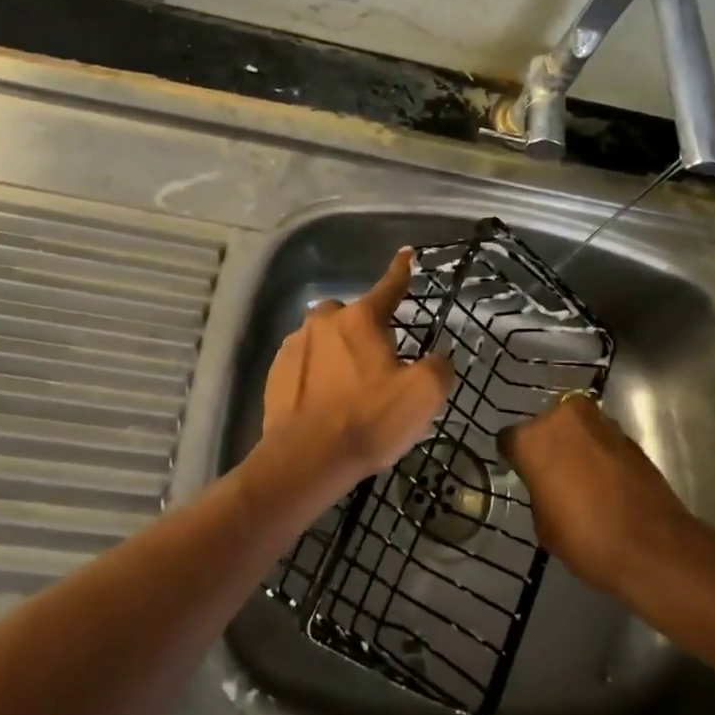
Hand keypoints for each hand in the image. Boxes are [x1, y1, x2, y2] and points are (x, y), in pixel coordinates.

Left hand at [256, 248, 453, 503]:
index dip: (402, 271)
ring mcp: (294, 345)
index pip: (389, 286)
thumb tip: (439, 357)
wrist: (305, 460)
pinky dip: (316, 374)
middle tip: (377, 365)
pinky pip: (304, 363)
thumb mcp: (422, 396)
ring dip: (337, 353)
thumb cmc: (369, 420)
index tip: (407, 253)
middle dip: (364, 330)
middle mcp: (324, 321)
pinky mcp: (275, 372)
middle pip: (351, 315)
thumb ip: (439, 367)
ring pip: (324, 338)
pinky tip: (324, 402)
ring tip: (349, 389)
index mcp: (361, 318)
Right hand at [498, 393, 697, 600]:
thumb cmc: (586, 539)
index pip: (510, 439)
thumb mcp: (544, 524)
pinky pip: (602, 440)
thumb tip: (547, 483)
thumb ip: (538, 491)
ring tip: (582, 478)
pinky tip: (605, 482)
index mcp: (533, 438)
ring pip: (577, 428)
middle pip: (546, 425)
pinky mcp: (628, 435)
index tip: (520, 473)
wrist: (654, 548)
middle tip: (552, 474)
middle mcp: (563, 417)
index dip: (514, 458)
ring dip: (576, 445)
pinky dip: (600, 454)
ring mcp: (599, 422)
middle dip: (548, 444)